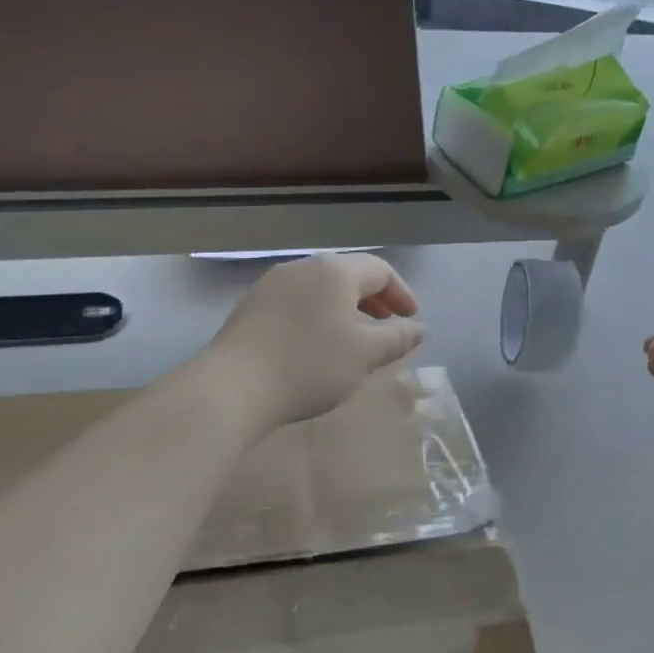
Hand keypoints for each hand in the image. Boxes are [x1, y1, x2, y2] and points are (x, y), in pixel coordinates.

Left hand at [209, 254, 425, 428]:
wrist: (234, 385)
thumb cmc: (310, 365)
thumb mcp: (365, 354)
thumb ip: (397, 338)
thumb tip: (418, 328)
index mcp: (335, 271)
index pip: (380, 270)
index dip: (401, 293)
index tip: (411, 319)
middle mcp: (303, 267)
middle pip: (348, 274)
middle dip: (373, 299)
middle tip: (388, 324)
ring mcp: (272, 284)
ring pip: (320, 288)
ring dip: (344, 307)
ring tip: (354, 336)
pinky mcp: (251, 306)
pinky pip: (297, 302)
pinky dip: (318, 315)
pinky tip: (316, 343)